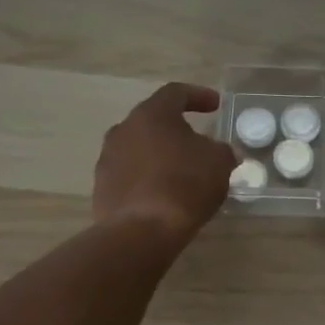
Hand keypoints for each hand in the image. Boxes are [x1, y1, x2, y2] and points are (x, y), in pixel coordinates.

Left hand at [93, 83, 237, 242]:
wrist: (141, 231)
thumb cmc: (185, 185)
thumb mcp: (219, 162)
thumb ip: (222, 150)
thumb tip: (222, 152)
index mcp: (152, 114)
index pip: (175, 93)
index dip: (198, 95)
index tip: (215, 105)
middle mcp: (124, 129)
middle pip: (153, 120)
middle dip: (176, 128)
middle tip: (196, 140)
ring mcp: (108, 159)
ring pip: (139, 147)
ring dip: (159, 154)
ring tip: (180, 170)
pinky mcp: (102, 187)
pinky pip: (130, 174)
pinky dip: (147, 177)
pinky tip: (163, 193)